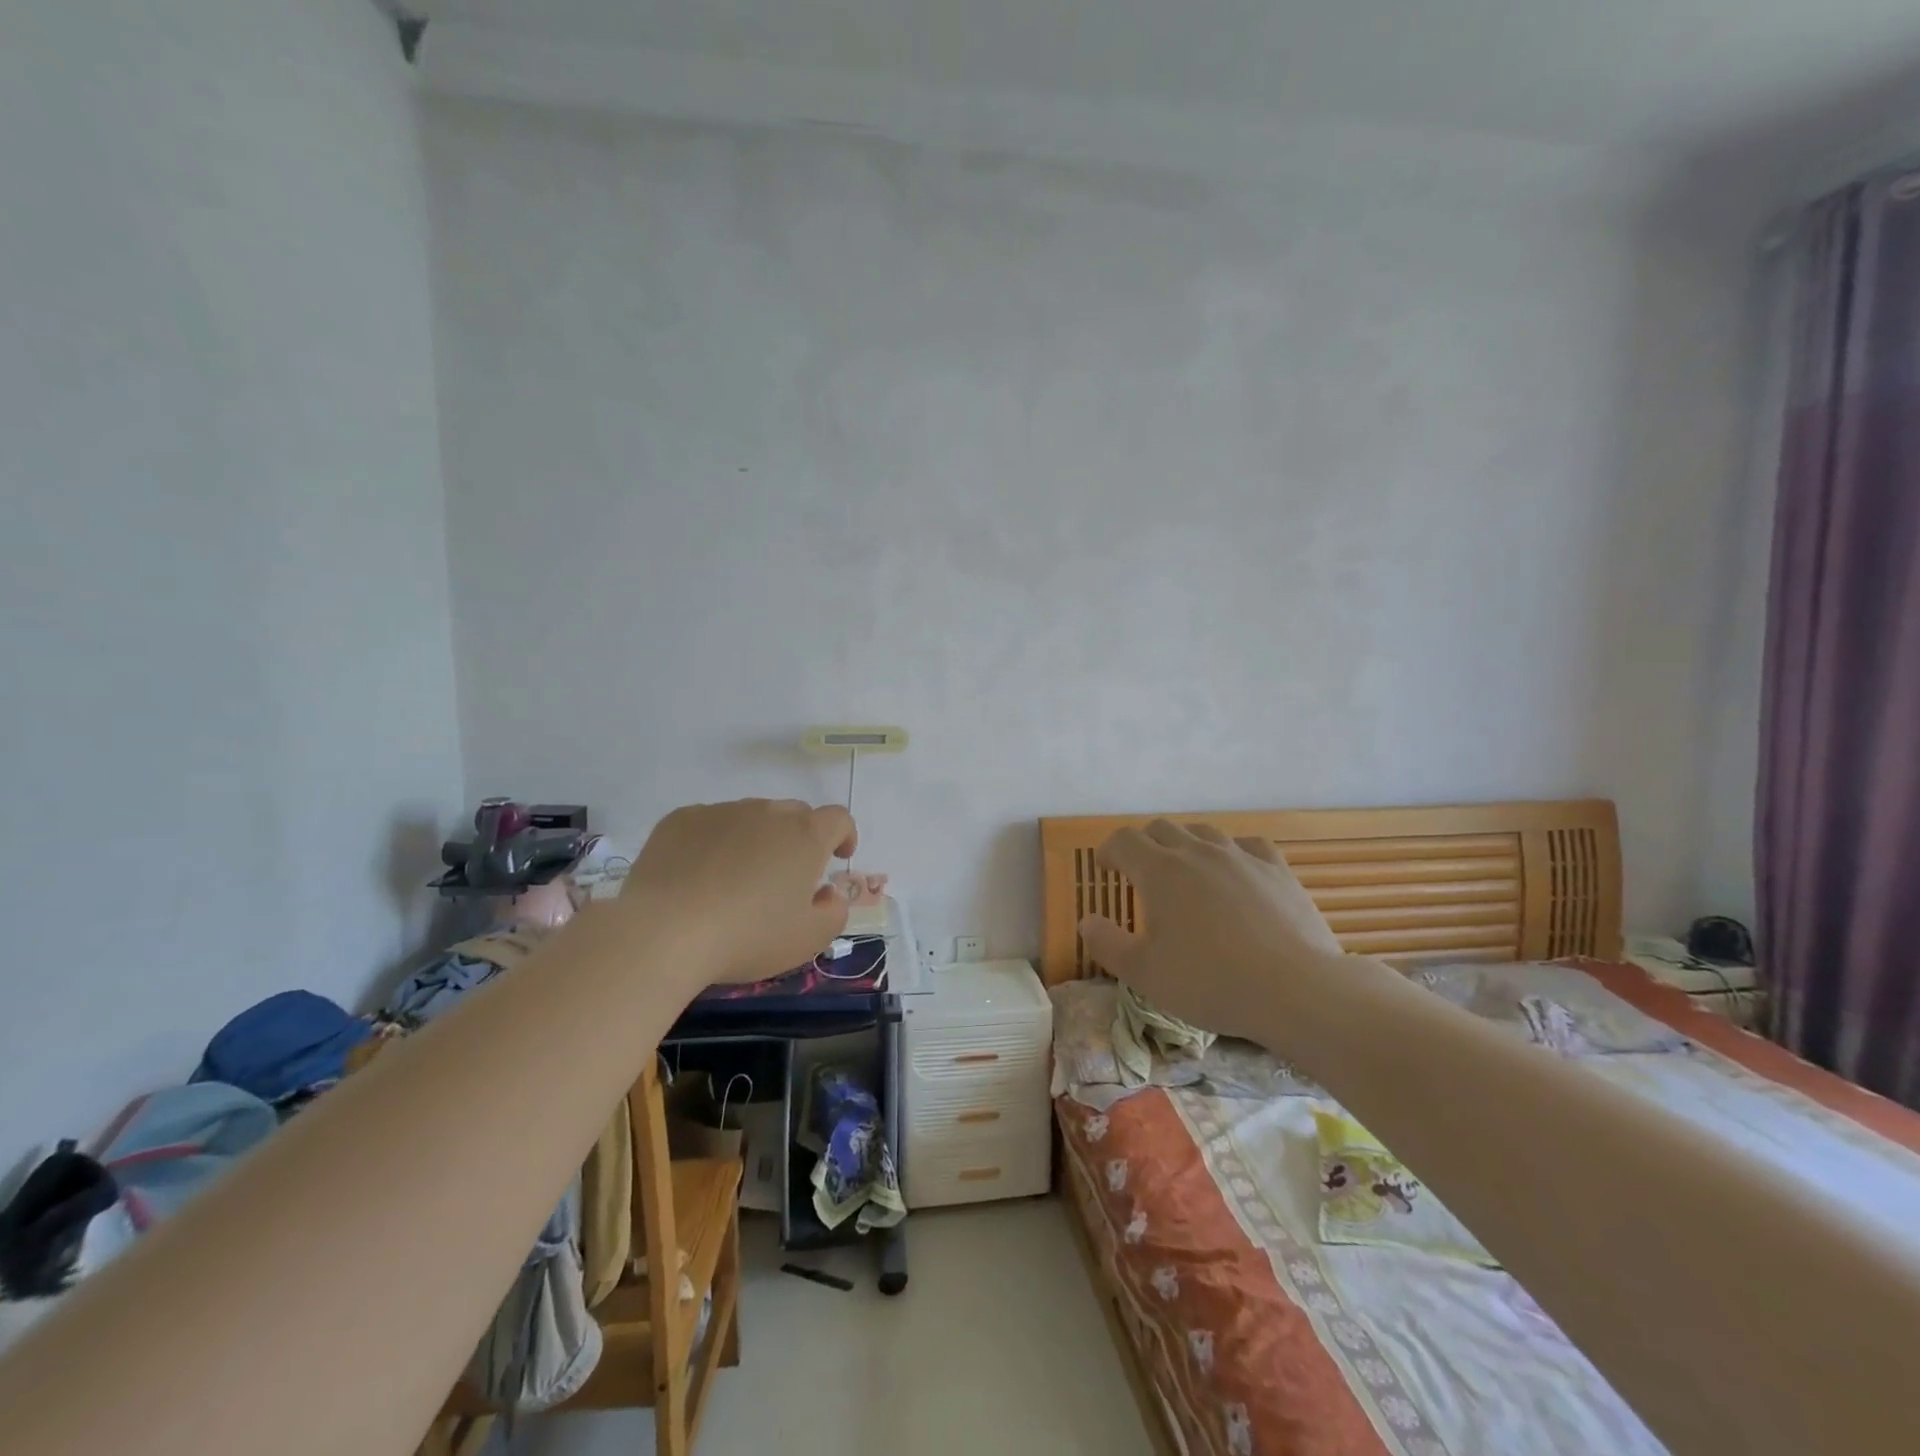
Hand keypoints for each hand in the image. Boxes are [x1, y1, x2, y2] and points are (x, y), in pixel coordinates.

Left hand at [621, 799, 857, 985]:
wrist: (663, 932)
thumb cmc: (747, 936)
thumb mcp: (808, 939)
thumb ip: (834, 911)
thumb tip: (827, 893)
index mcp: (805, 836)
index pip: (838, 819)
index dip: (843, 835)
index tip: (836, 857)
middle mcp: (767, 812)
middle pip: (794, 814)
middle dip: (798, 838)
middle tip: (785, 876)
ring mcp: (721, 811)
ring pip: (750, 817)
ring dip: (755, 839)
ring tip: (736, 879)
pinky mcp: (680, 819)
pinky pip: (709, 824)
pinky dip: (714, 842)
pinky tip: (698, 877)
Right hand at [1078, 820, 1345, 1043]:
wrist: (1296, 990)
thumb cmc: (1210, 982)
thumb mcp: (1144, 973)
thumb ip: (1107, 944)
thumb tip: (1088, 921)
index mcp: (1160, 871)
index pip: (1124, 841)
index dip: (1110, 851)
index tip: (1107, 867)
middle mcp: (1197, 852)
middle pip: (1162, 829)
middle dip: (1144, 844)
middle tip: (1140, 871)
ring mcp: (1241, 857)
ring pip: (1204, 832)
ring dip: (1185, 844)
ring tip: (1185, 870)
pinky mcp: (1277, 870)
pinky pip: (1248, 845)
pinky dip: (1231, 851)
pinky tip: (1235, 869)